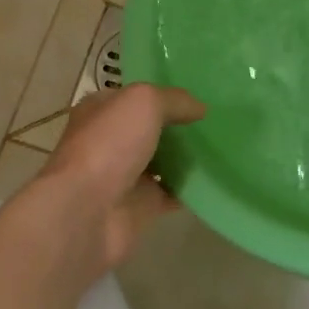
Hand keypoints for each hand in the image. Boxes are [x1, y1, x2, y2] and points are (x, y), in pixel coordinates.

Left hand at [24, 83, 205, 272]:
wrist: (85, 213)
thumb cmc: (108, 145)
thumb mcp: (144, 102)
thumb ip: (174, 100)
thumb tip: (200, 108)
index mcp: (100, 111)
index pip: (134, 97)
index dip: (163, 94)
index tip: (196, 96)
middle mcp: (109, 141)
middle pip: (149, 129)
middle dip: (178, 126)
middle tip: (215, 121)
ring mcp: (123, 176)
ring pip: (161, 161)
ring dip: (186, 157)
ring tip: (222, 146)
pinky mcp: (138, 207)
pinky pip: (170, 193)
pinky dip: (189, 189)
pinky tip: (214, 178)